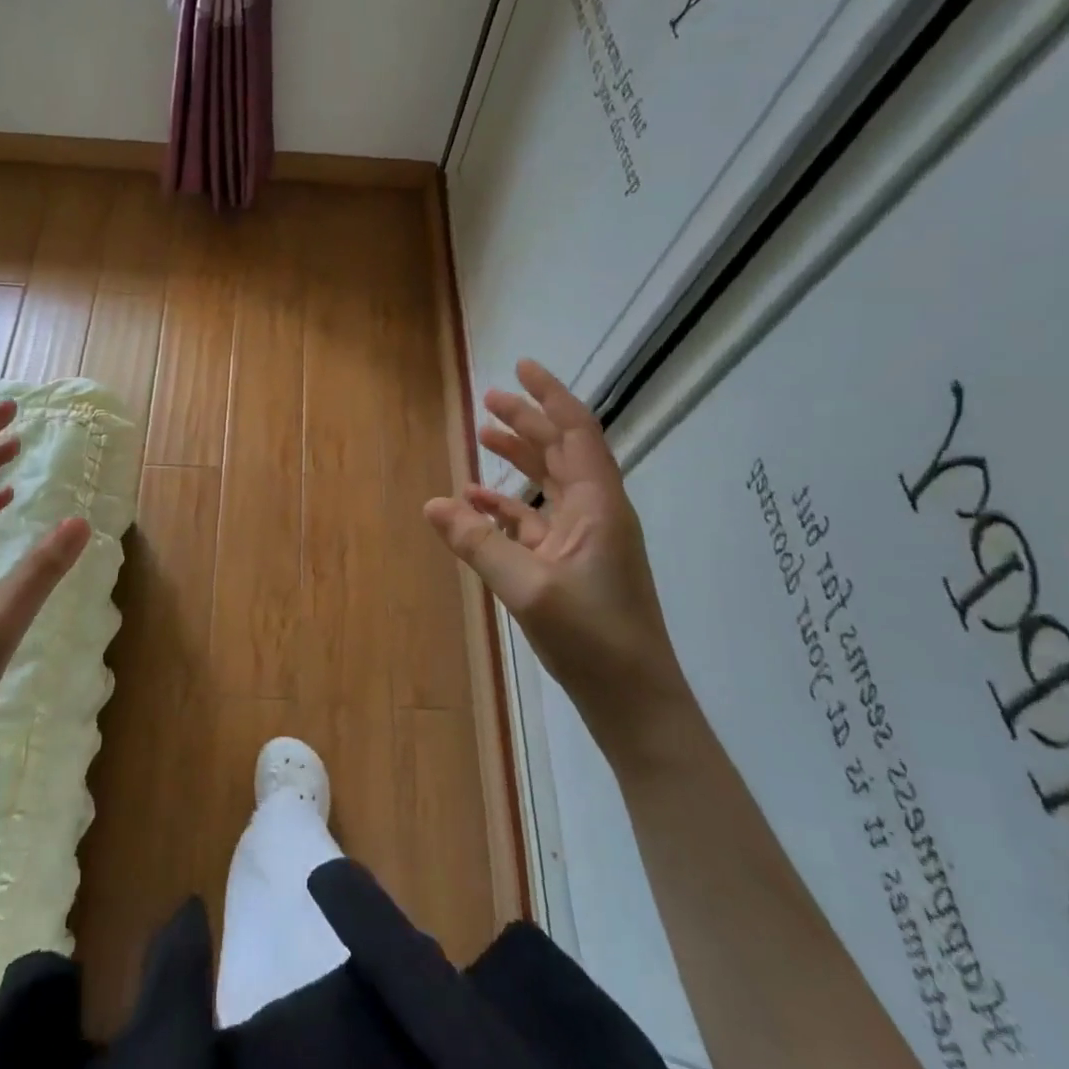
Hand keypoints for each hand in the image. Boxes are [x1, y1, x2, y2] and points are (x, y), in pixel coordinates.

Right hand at [423, 359, 695, 764]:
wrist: (635, 702)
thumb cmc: (592, 639)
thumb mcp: (527, 587)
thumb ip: (478, 543)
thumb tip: (433, 504)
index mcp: (599, 505)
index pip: (576, 431)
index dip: (550, 395)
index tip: (522, 366)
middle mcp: (596, 512)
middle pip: (561, 450)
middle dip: (527, 421)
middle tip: (488, 398)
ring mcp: (586, 540)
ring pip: (549, 483)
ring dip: (518, 458)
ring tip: (481, 436)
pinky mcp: (572, 565)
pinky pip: (537, 520)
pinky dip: (508, 506)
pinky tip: (476, 504)